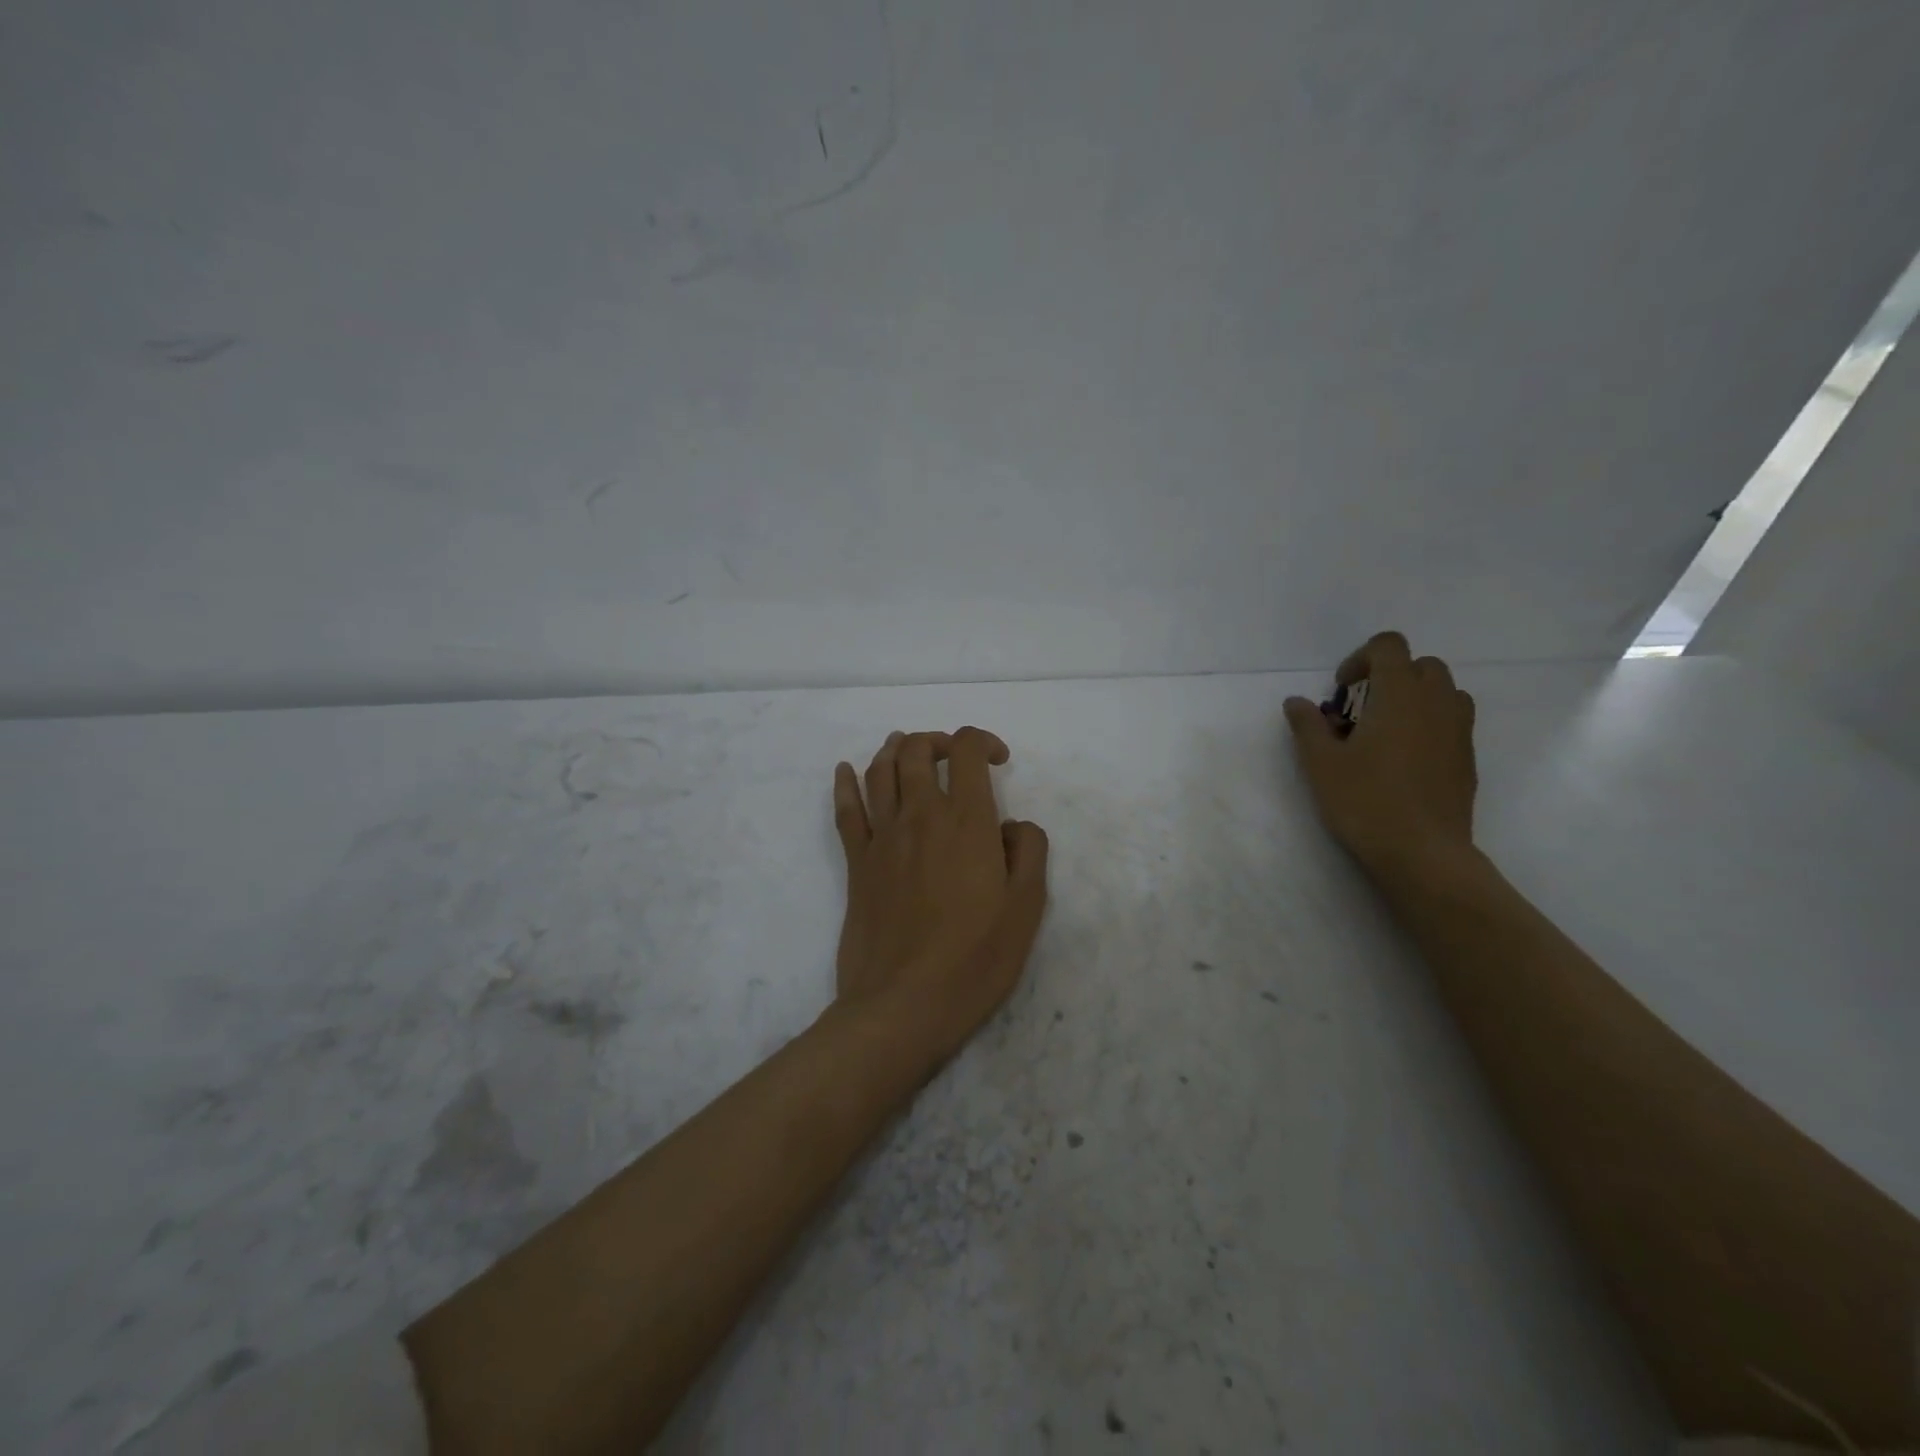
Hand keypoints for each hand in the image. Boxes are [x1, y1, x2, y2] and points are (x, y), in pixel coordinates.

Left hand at [832, 728, 1050, 1063]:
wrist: (903, 1004)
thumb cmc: (975, 959)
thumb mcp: (1026, 908)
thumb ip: (1028, 851)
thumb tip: (1011, 825)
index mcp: (966, 822)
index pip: (965, 750)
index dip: (982, 742)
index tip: (997, 762)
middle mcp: (920, 816)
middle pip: (916, 751)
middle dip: (936, 741)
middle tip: (953, 758)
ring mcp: (882, 838)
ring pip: (879, 770)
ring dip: (894, 750)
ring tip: (908, 749)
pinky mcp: (856, 863)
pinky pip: (845, 810)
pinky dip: (845, 782)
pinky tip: (847, 770)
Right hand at [1283, 631, 1477, 882]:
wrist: (1423, 853)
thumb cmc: (1365, 801)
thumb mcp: (1321, 763)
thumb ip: (1308, 725)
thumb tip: (1296, 701)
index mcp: (1400, 695)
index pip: (1389, 646)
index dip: (1361, 658)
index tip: (1342, 691)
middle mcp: (1437, 702)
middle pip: (1421, 664)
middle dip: (1390, 677)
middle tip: (1361, 711)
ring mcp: (1459, 730)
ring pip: (1444, 691)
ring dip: (1415, 698)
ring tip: (1386, 731)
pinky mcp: (1468, 757)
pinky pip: (1452, 721)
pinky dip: (1430, 723)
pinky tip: (1404, 759)